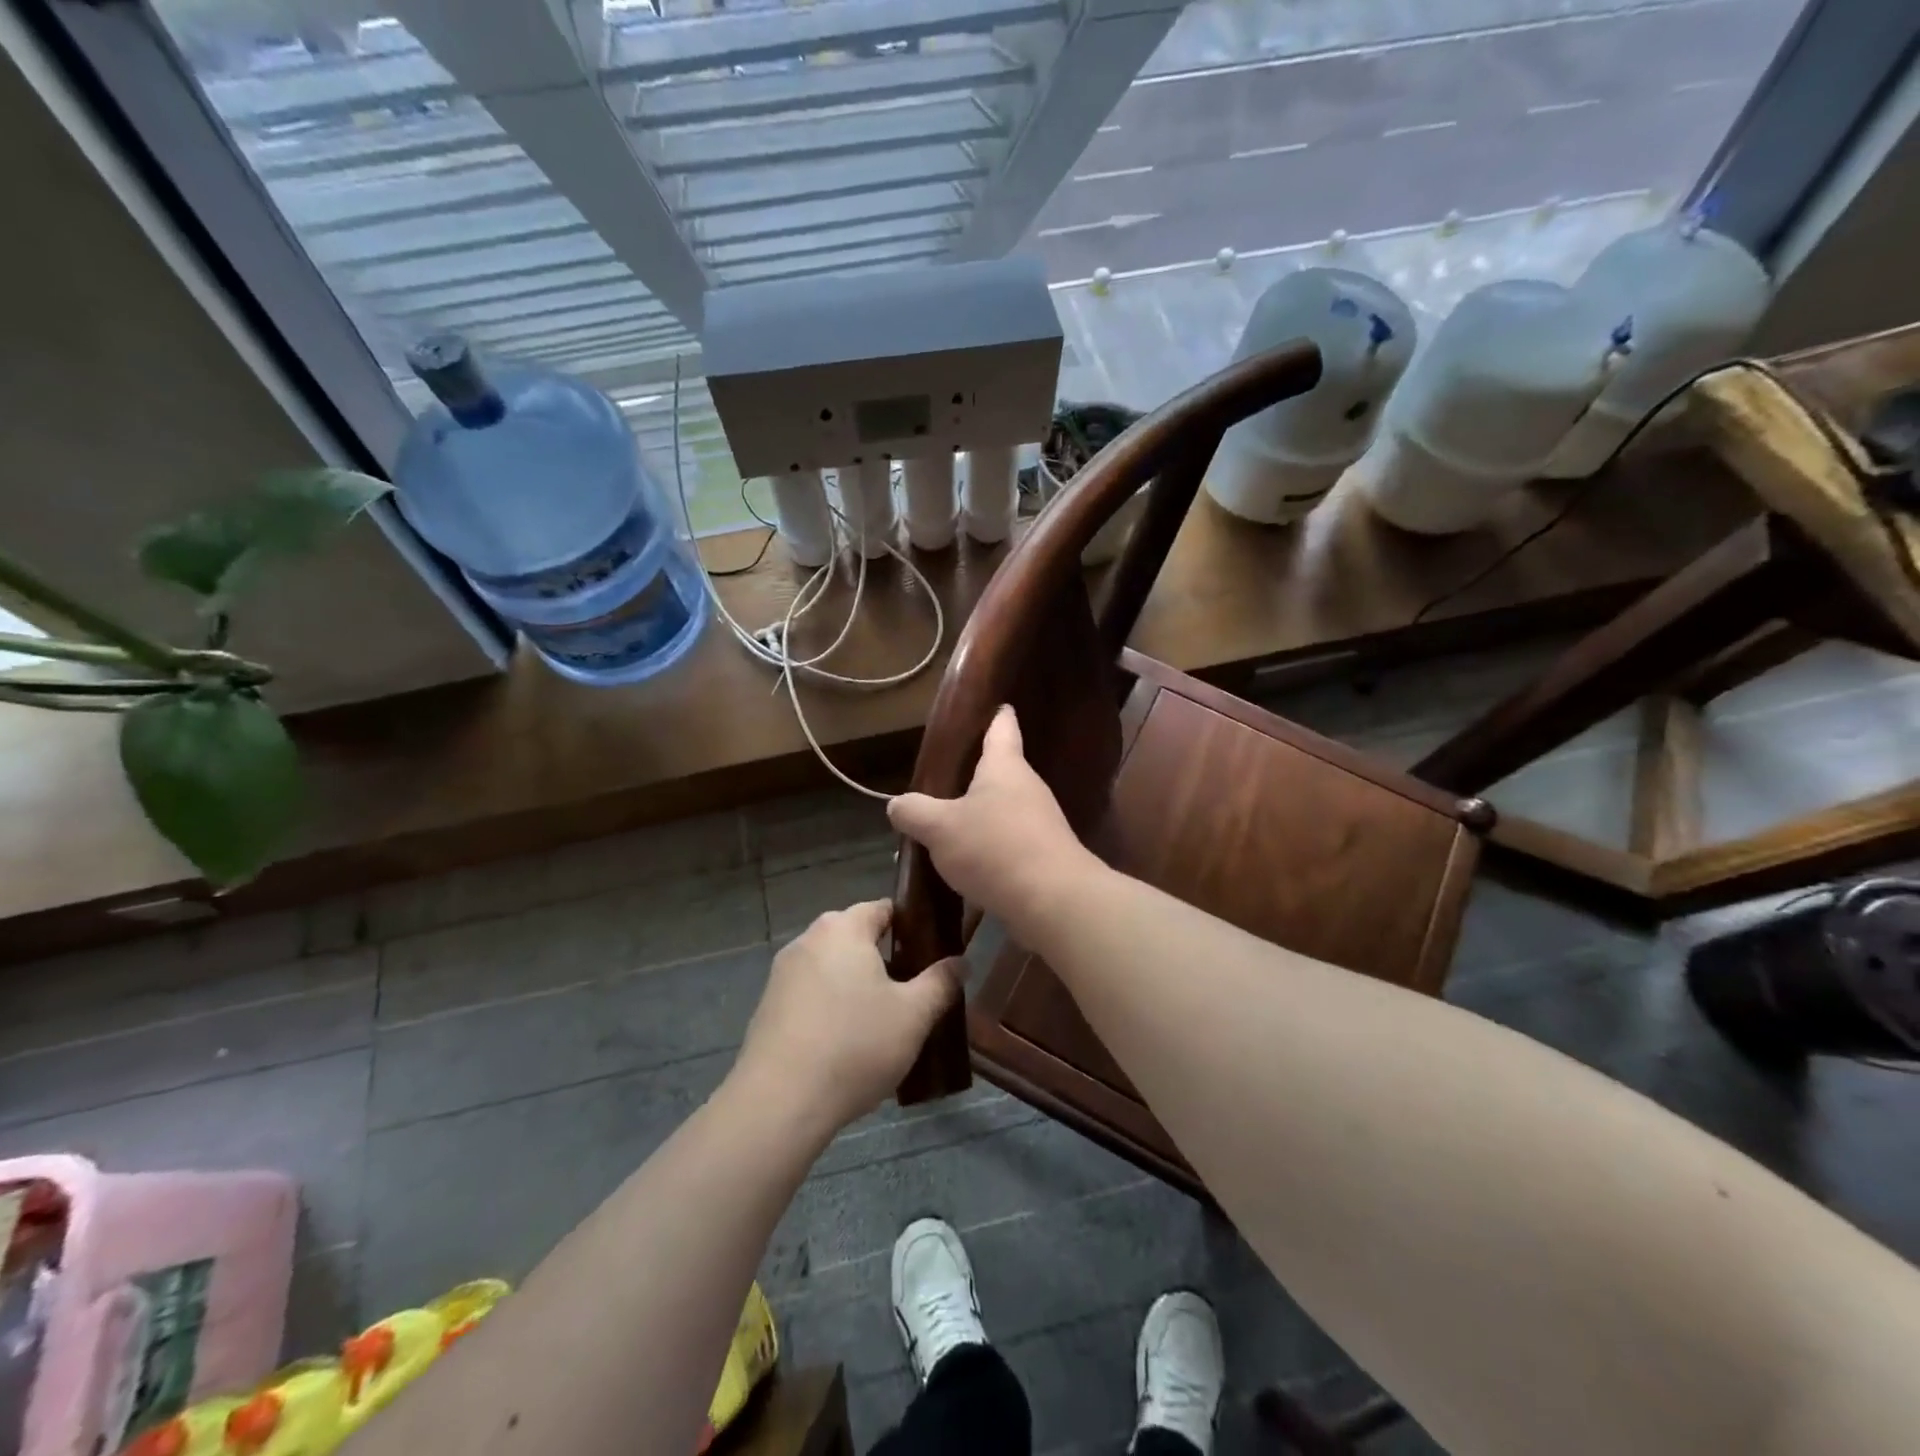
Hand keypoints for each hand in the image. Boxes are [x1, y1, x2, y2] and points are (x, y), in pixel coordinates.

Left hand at [732, 900, 964, 1138]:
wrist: (779, 1102)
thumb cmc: (854, 1045)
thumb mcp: (914, 1015)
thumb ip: (941, 982)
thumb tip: (961, 962)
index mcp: (843, 928)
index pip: (885, 908)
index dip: (913, 926)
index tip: (934, 955)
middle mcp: (808, 940)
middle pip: (857, 938)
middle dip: (887, 960)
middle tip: (915, 994)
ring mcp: (783, 974)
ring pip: (834, 969)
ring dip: (858, 987)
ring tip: (885, 1024)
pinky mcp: (768, 1007)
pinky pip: (812, 995)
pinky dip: (832, 1009)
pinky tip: (848, 1045)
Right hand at [887, 705, 1098, 933]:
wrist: (1053, 900)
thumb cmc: (994, 848)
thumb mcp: (939, 828)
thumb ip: (914, 812)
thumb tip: (897, 805)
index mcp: (1005, 767)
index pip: (1003, 729)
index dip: (997, 716)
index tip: (998, 706)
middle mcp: (1028, 788)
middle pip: (1002, 772)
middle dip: (977, 776)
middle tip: (946, 781)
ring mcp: (1042, 823)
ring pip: (1005, 810)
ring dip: (982, 817)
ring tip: (950, 829)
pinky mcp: (1046, 855)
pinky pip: (1012, 843)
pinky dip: (992, 848)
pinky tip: (972, 866)